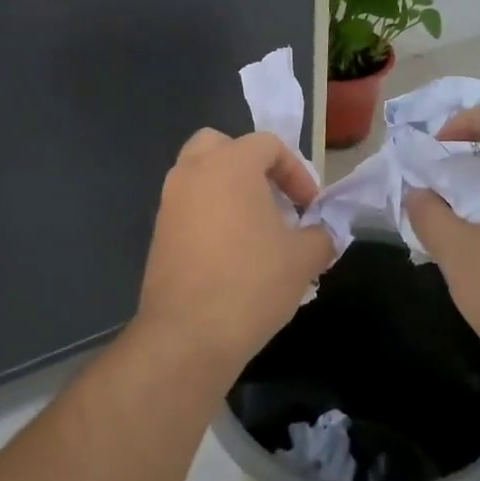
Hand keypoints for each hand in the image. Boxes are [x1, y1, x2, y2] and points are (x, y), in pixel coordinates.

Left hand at [135, 128, 334, 376]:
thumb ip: (320, 236)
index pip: (267, 145)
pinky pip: (189, 207)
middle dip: (251, 166)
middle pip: (222, 146)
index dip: (297, 172)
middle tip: (274, 199)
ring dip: (230, 191)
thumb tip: (321, 236)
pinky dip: (211, 215)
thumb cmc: (252, 283)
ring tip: (257, 230)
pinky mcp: (159, 233)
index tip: (310, 208)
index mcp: (230, 164)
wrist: (188, 335)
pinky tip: (232, 253)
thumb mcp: (304, 259)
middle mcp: (193, 172)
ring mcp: (170, 202)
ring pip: (201, 176)